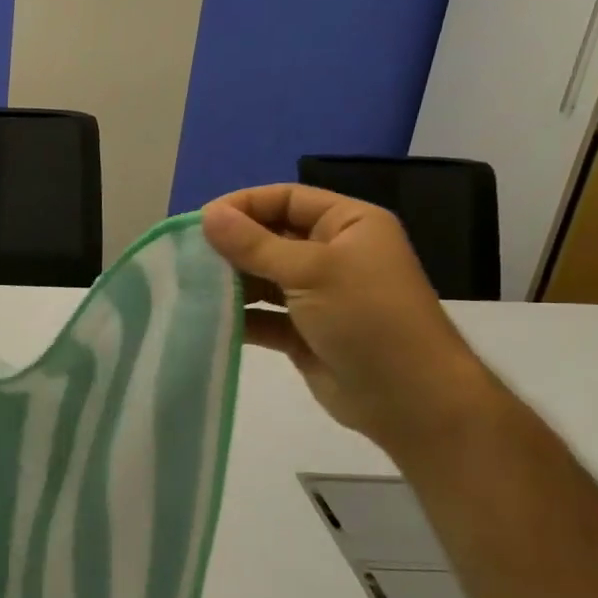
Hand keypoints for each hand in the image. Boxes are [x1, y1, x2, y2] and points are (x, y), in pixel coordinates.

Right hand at [201, 185, 498, 456]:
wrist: (408, 398)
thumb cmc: (367, 317)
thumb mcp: (310, 271)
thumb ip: (254, 244)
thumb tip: (207, 215)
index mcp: (348, 224)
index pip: (286, 199)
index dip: (243, 205)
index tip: (200, 223)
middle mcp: (333, 253)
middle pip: (270, 237)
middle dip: (232, 246)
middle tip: (188, 257)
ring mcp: (317, 295)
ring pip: (263, 278)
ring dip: (231, 282)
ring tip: (191, 288)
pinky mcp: (303, 332)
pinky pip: (263, 316)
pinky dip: (239, 316)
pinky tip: (208, 320)